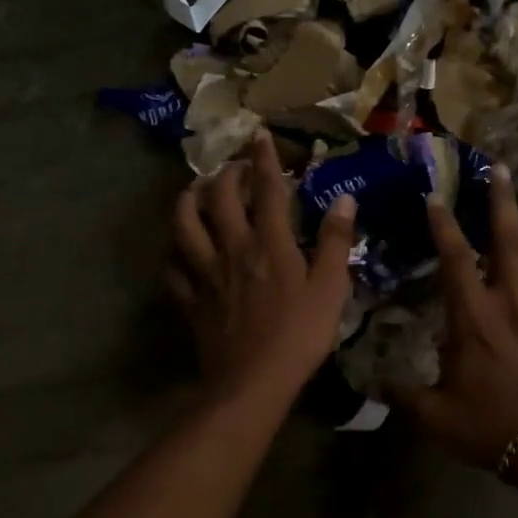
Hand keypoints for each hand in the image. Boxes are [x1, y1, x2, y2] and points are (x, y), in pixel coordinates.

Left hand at [168, 130, 356, 412]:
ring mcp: (205, 274)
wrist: (253, 383)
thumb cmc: (300, 335)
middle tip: (233, 166)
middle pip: (218, 199)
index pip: (267, 190)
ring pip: (184, 226)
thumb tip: (344, 197)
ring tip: (194, 192)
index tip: (260, 135)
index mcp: (268, 243)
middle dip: (224, 174)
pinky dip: (175, 255)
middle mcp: (232, 249)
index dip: (264, 159)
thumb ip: (336, 240)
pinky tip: (180, 252)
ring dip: (187, 202)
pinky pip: (173, 270)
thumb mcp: (331, 287)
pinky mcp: (190, 300)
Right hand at [388, 167, 517, 469]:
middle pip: (508, 240)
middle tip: (501, 168)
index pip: (456, 258)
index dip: (444, 224)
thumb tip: (373, 382)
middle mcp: (511, 303)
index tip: (436, 195)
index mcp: (474, 317)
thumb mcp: (435, 416)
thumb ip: (402, 394)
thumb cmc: (491, 426)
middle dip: (502, 201)